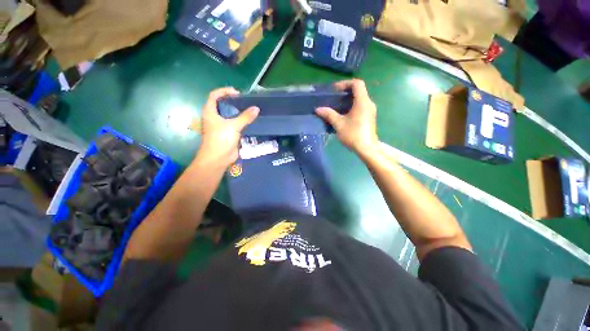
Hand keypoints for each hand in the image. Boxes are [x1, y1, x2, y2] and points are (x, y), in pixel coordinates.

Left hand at [198, 87, 258, 165]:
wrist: (218, 158)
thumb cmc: (221, 139)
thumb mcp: (233, 126)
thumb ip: (245, 117)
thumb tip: (256, 108)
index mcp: (210, 112)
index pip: (214, 95)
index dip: (224, 91)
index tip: (237, 93)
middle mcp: (214, 117)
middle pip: (222, 105)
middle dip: (232, 101)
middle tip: (245, 102)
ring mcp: (220, 126)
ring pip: (229, 115)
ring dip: (238, 112)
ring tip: (249, 110)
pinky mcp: (227, 133)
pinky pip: (234, 124)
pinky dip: (240, 121)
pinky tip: (248, 121)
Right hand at [315, 79, 378, 157]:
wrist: (367, 148)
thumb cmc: (353, 135)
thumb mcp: (339, 124)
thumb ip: (328, 114)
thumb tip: (318, 109)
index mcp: (362, 102)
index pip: (357, 83)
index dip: (345, 83)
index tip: (335, 90)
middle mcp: (368, 103)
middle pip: (358, 90)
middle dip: (345, 92)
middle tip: (333, 98)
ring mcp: (370, 110)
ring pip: (359, 99)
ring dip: (348, 100)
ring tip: (336, 106)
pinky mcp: (369, 117)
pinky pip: (360, 106)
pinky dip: (351, 106)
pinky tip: (343, 115)